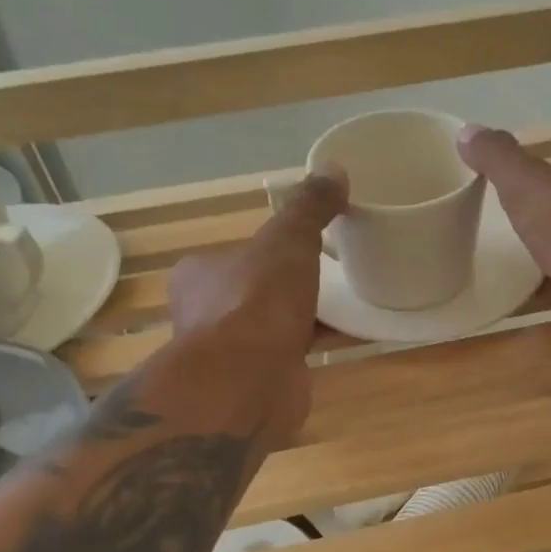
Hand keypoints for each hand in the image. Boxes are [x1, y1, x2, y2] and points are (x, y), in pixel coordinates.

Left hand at [167, 169, 346, 443]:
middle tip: (331, 274)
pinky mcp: (257, 382)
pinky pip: (293, 355)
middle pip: (255, 292)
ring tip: (346, 304)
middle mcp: (206, 313)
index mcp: (200, 274)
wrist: (246, 383)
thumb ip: (309, 208)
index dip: (269, 250)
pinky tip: (350, 337)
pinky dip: (317, 345)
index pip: (236, 255)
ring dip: (304, 319)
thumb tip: (334, 168)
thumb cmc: (256, 303)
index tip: (303, 247)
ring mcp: (230, 353)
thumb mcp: (287, 241)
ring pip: (273, 327)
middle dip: (288, 287)